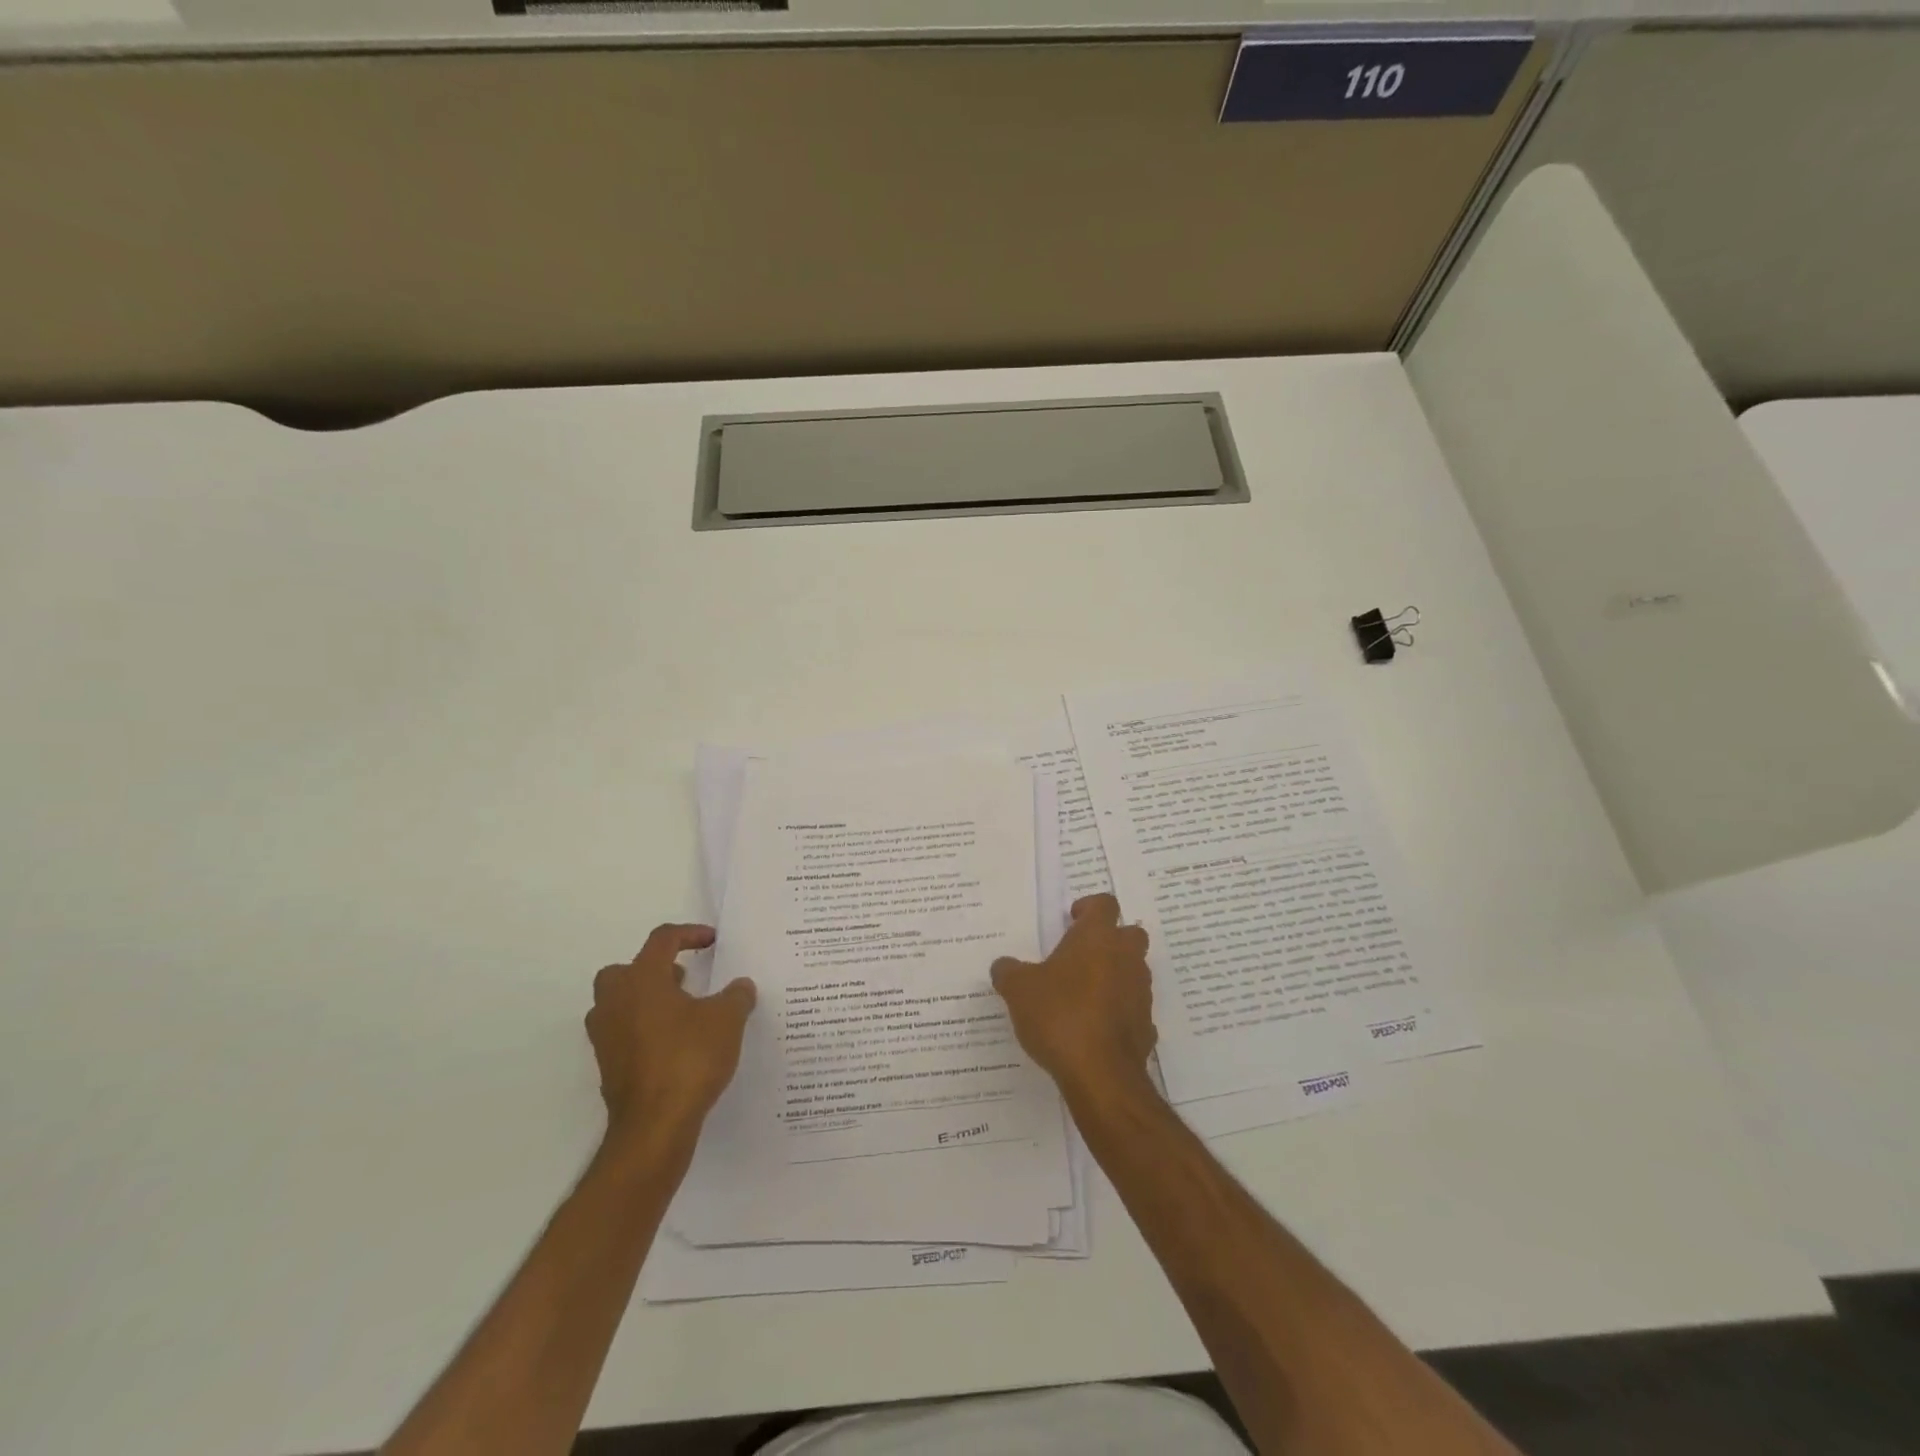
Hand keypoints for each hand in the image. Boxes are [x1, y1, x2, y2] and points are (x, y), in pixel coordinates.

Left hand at [586, 924, 756, 1146]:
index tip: (712, 941)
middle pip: (626, 969)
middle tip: (684, 978)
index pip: (662, 940)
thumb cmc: (689, 1059)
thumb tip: (741, 985)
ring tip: (682, 1011)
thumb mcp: (727, 1019)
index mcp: (642, 979)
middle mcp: (616, 1001)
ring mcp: (606, 1035)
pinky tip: (674, 1044)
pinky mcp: (608, 1065)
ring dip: (646, 999)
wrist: (654, 1126)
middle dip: (654, 968)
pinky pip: (623, 1033)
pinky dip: (644, 1030)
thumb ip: (736, 995)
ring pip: (619, 1002)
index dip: (689, 934)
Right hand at [991, 894, 1156, 1101]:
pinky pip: (1133, 1009)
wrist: (1101, 1074)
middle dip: (1110, 939)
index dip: (1089, 907)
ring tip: (1083, 993)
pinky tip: (1095, 1027)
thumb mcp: (1018, 990)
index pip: (1104, 904)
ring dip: (1115, 975)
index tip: (1071, 919)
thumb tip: (1003, 966)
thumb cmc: (1059, 1015)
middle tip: (1081, 953)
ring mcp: (1141, 992)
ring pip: (1134, 971)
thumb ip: (1009, 972)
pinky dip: (1119, 1011)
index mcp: (1097, 938)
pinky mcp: (1146, 1026)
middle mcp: (1126, 958)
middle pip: (1130, 934)